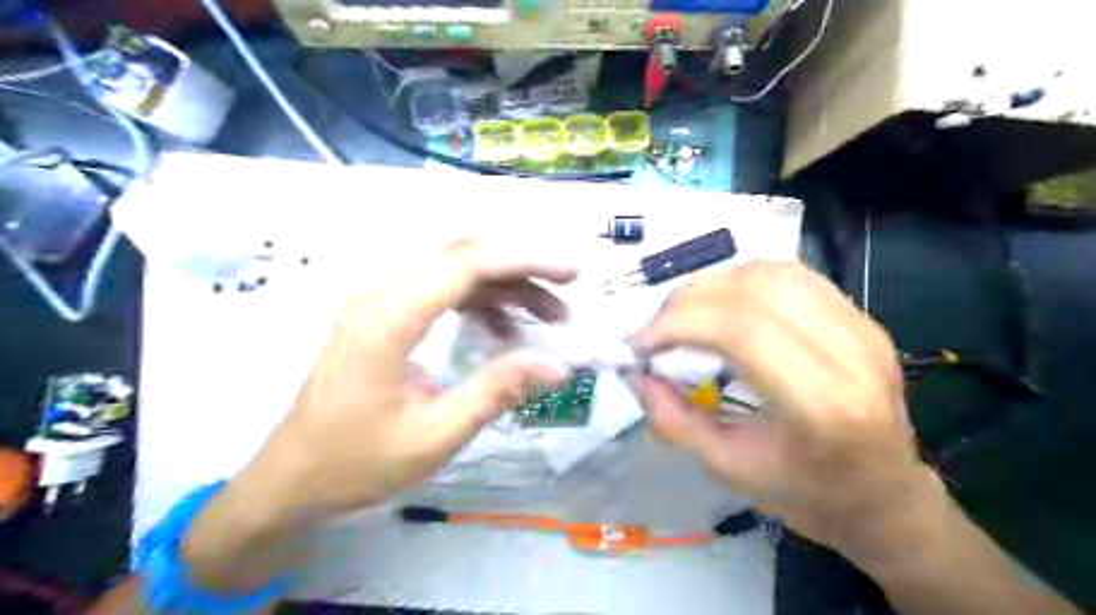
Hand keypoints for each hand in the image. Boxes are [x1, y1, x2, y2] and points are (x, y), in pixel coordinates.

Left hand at [254, 240, 572, 519]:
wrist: (292, 479)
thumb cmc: (356, 462)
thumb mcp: (435, 435)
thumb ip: (497, 391)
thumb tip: (558, 364)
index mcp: (387, 318)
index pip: (465, 263)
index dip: (524, 259)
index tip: (571, 271)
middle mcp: (381, 294)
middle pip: (462, 256)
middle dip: (522, 267)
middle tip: (568, 289)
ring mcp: (380, 301)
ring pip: (455, 271)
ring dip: (505, 286)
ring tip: (549, 315)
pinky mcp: (385, 315)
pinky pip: (441, 292)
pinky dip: (481, 303)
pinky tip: (506, 332)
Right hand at [630, 263, 936, 548]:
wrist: (887, 498)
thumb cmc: (808, 497)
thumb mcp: (729, 469)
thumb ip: (675, 420)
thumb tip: (635, 374)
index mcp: (822, 405)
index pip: (742, 330)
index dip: (680, 323)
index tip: (640, 342)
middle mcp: (851, 354)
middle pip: (755, 291)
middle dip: (689, 301)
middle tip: (656, 328)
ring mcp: (863, 329)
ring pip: (773, 274)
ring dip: (715, 285)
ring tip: (684, 314)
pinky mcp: (862, 318)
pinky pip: (793, 277)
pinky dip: (744, 281)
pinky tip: (723, 305)